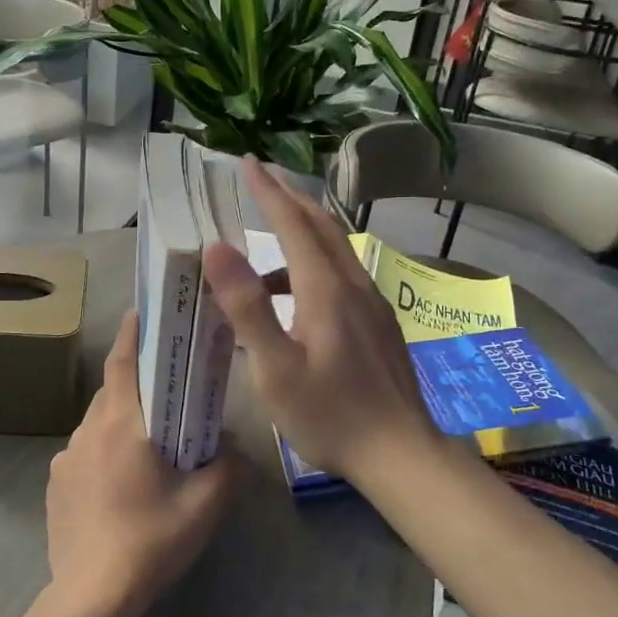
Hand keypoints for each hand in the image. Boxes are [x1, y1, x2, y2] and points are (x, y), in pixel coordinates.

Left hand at [45, 311, 239, 616]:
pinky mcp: (56, 485)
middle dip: (135, 381)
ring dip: (121, 420)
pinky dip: (105, 451)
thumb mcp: (205, 504)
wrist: (92, 596)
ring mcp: (66, 459)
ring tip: (149, 440)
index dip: (132, 333)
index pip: (122, 362)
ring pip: (97, 423)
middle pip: (111, 392)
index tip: (142, 312)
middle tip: (165, 386)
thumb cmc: (151, 539)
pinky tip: (123, 483)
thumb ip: (229, 467)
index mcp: (121, 424)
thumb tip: (233, 448)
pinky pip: (84, 453)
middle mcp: (87, 431)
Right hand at [202, 158, 441, 485]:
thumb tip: (217, 247)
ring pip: (335, 250)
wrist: (400, 453)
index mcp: (326, 289)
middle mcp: (354, 285)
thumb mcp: (275, 368)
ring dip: (302, 233)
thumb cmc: (330, 415)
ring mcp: (373, 304)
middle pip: (321, 226)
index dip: (269, 191)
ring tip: (265, 244)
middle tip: (261, 180)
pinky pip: (343, 275)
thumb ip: (247, 307)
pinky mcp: (379, 324)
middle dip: (290, 198)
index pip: (294, 223)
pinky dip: (314, 264)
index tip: (247, 163)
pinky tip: (296, 297)